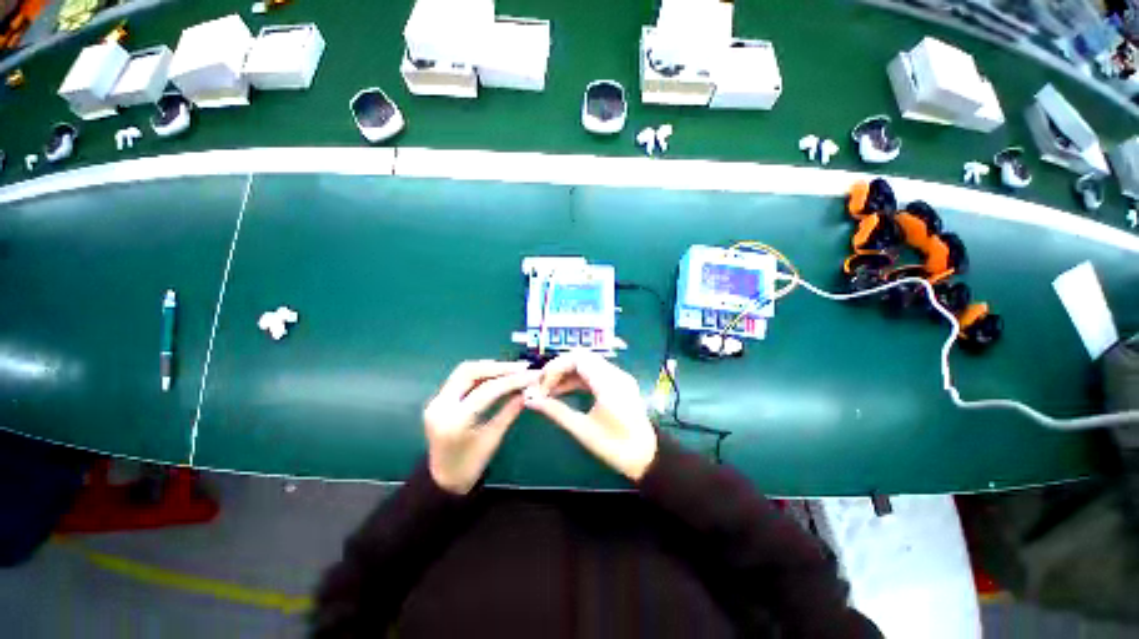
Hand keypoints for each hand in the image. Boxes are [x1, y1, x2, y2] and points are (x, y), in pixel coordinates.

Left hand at [423, 360, 539, 494]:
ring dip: (489, 366)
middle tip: (522, 367)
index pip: (486, 390)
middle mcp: (441, 406)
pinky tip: (497, 374)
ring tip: (512, 369)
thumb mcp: (493, 439)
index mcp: (455, 420)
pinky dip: (481, 373)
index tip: (531, 375)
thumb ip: (509, 411)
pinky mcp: (439, 399)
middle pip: (470, 372)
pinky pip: (460, 378)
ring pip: (464, 371)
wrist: (443, 480)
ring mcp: (436, 401)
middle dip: (498, 367)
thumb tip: (528, 391)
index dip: (511, 380)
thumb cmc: (470, 466)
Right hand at [524, 352, 657, 481]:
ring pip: (588, 364)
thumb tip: (530, 400)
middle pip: (582, 357)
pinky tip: (564, 390)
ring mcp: (619, 377)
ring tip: (549, 390)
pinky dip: (578, 378)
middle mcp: (616, 374)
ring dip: (567, 373)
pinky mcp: (619, 383)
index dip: (556, 367)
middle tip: (543, 385)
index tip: (541, 385)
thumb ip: (555, 411)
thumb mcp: (582, 430)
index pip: (578, 358)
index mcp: (608, 383)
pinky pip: (594, 372)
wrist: (646, 456)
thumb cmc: (615, 447)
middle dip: (559, 368)